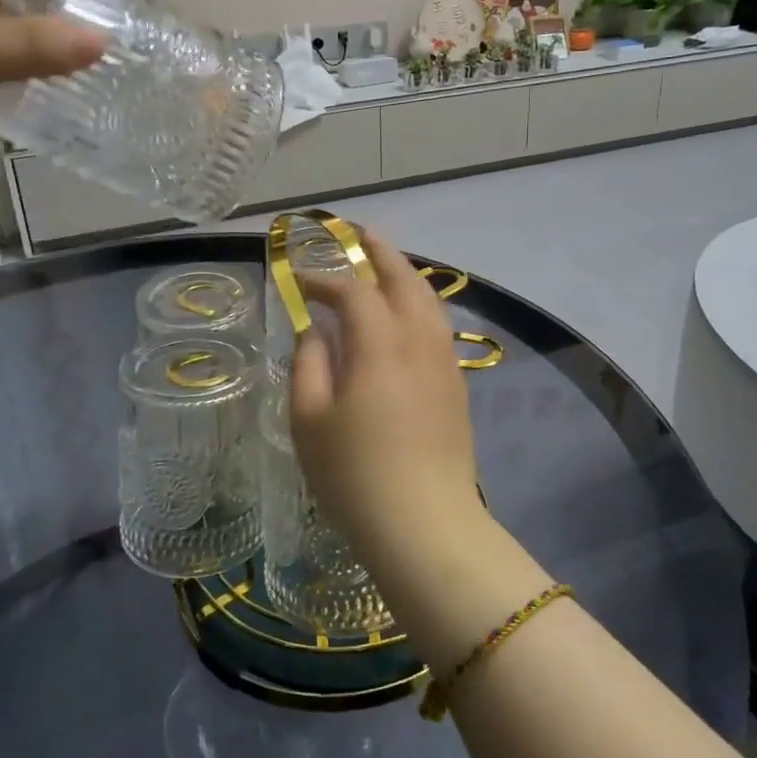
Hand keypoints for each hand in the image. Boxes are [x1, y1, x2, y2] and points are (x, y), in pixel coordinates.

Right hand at [288, 231, 483, 566]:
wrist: (425, 524)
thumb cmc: (354, 474)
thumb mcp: (309, 420)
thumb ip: (309, 363)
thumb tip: (316, 330)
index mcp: (379, 343)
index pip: (353, 292)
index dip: (325, 279)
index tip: (300, 280)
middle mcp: (418, 340)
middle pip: (404, 279)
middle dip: (381, 253)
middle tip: (361, 233)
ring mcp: (444, 361)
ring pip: (429, 300)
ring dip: (406, 275)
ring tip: (387, 264)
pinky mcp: (456, 384)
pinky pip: (439, 325)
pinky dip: (421, 303)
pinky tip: (409, 314)